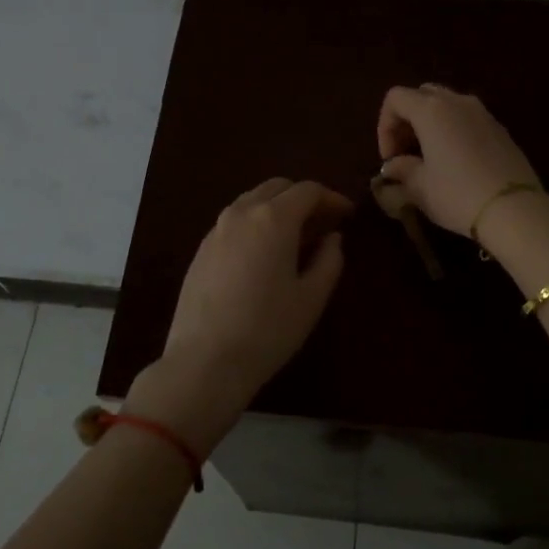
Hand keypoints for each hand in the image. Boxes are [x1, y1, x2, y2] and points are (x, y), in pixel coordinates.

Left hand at [124, 178, 352, 454]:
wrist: (204, 361)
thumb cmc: (267, 329)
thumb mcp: (311, 298)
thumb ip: (329, 260)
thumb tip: (332, 238)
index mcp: (273, 218)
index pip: (308, 191)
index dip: (332, 198)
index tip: (347, 214)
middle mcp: (242, 213)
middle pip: (277, 188)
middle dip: (303, 198)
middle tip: (323, 222)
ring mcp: (216, 230)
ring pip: (252, 201)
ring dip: (277, 208)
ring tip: (296, 237)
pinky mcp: (201, 249)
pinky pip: (235, 221)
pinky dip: (256, 223)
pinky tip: (265, 253)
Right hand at [376, 84, 543, 239]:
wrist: (514, 209)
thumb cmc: (458, 195)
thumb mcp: (420, 187)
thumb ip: (402, 169)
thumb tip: (393, 166)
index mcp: (431, 110)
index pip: (395, 98)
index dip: (384, 126)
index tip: (390, 157)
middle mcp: (457, 102)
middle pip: (422, 95)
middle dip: (407, 120)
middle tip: (405, 152)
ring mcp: (483, 113)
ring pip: (447, 105)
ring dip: (431, 124)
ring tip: (429, 157)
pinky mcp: (500, 129)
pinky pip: (467, 119)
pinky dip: (453, 131)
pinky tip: (455, 162)